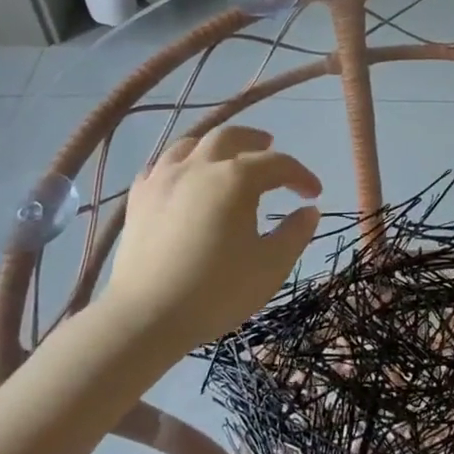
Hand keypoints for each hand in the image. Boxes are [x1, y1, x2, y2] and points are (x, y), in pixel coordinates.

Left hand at [103, 125, 321, 349]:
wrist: (145, 317)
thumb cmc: (216, 291)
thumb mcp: (270, 266)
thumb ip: (295, 233)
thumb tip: (309, 211)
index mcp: (236, 179)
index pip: (277, 164)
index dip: (300, 175)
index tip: (314, 193)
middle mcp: (199, 166)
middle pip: (230, 137)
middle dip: (255, 140)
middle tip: (270, 146)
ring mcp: (164, 179)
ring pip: (191, 144)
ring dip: (215, 145)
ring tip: (226, 155)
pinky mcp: (139, 199)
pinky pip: (162, 165)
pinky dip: (180, 163)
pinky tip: (183, 177)